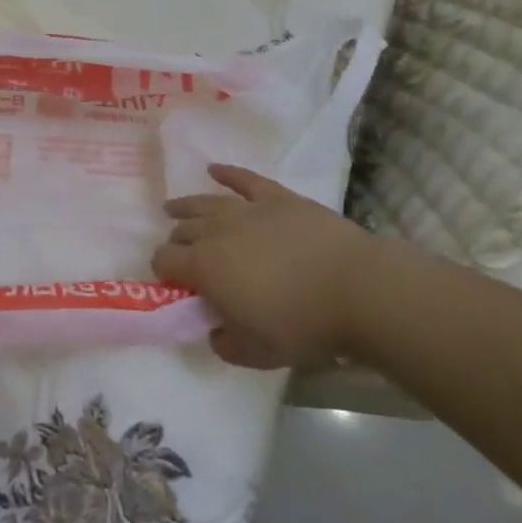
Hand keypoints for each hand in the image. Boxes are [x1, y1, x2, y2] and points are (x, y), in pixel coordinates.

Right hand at [154, 164, 378, 369]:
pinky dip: (227, 174)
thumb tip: (216, 331)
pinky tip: (215, 169)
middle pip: (182, 230)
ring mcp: (247, 209)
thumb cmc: (302, 325)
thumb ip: (225, 344)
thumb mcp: (255, 353)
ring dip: (185, 206)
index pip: (164, 260)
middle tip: (184, 255)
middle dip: (176, 242)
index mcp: (203, 267)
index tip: (172, 283)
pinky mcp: (277, 197)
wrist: (357, 289)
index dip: (163, 271)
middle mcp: (216, 231)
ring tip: (174, 208)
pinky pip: (245, 179)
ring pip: (205, 203)